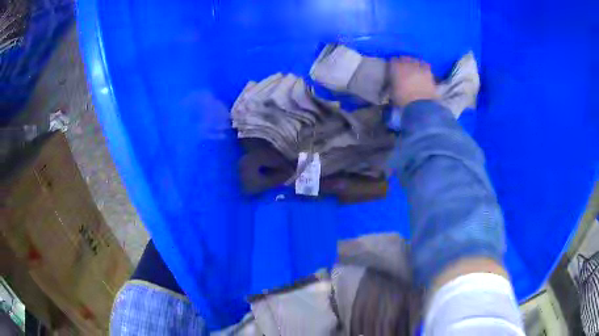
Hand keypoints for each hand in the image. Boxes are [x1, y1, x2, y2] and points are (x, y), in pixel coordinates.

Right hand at [390, 57, 437, 105]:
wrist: (420, 105)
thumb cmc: (402, 99)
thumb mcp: (392, 92)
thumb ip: (392, 83)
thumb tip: (393, 83)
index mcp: (395, 67)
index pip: (393, 60)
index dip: (393, 65)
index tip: (394, 69)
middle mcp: (407, 63)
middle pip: (405, 58)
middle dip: (404, 62)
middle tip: (405, 69)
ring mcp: (419, 66)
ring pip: (416, 60)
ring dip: (415, 63)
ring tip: (415, 70)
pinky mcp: (429, 72)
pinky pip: (426, 66)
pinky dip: (424, 68)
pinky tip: (424, 73)